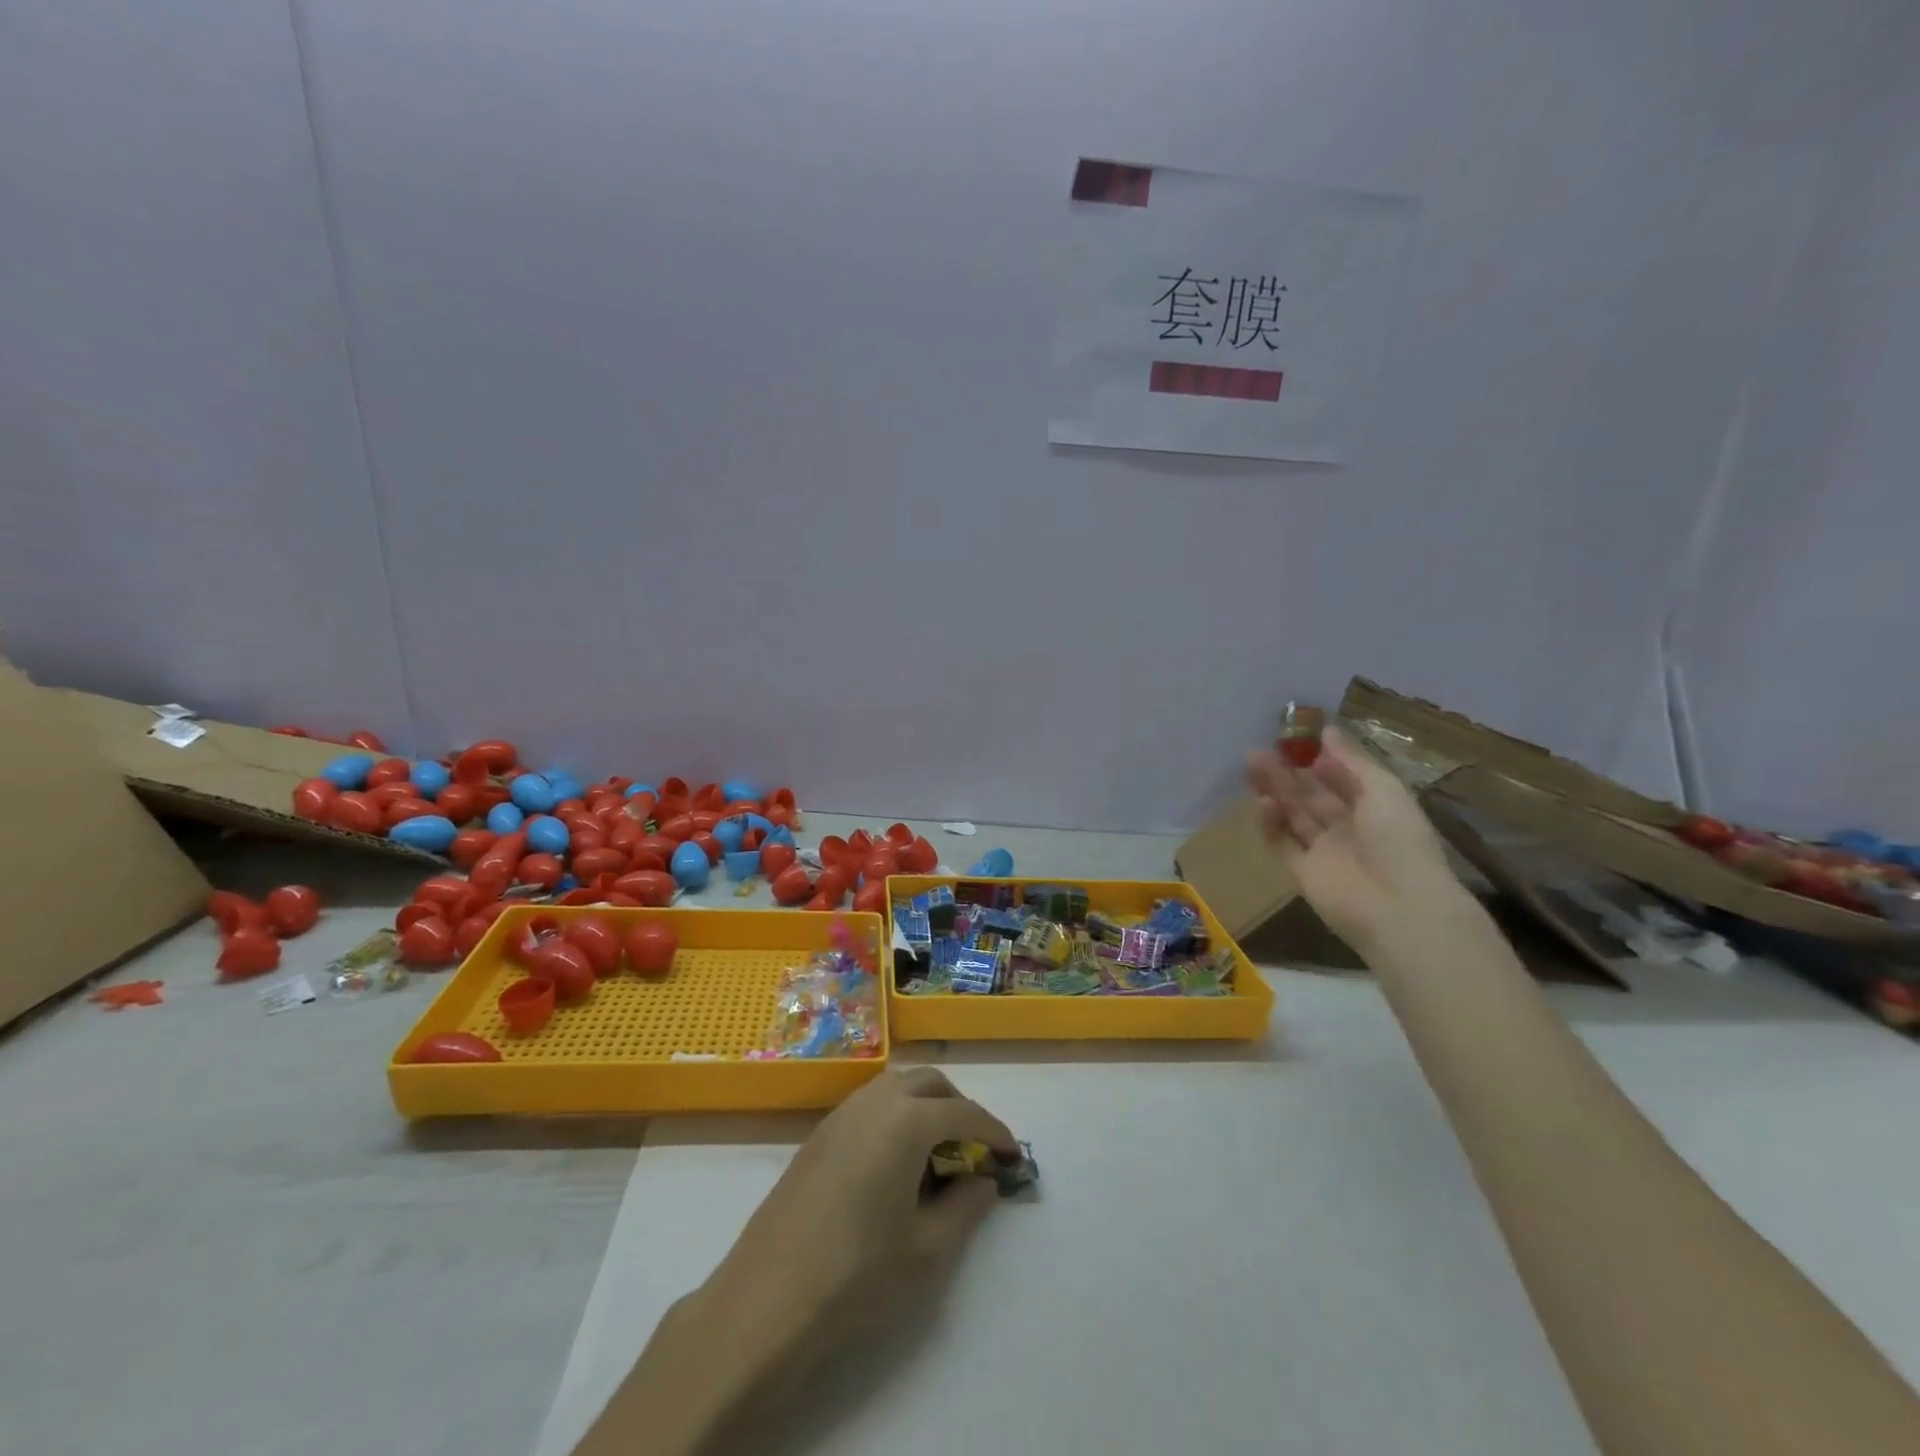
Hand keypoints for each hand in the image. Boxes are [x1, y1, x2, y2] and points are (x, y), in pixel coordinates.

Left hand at [702, 1068, 1016, 1376]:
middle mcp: (874, 1101)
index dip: (995, 1132)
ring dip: (925, 1106)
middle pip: (929, 1083)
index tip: (1013, 1156)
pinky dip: (894, 1116)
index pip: (964, 1113)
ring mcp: (841, 1114)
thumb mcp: (927, 1250)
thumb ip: (965, 1207)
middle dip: (958, 1108)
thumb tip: (983, 1180)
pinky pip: (869, 1105)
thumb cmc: (857, 1275)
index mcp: (907, 1120)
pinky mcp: (818, 1134)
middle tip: (973, 1150)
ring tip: (936, 1155)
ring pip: (896, 1087)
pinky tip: (894, 1163)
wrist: (767, 1300)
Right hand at [1246, 724, 1467, 950]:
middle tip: (1260, 749)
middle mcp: (1348, 827)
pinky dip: (1270, 824)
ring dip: (1274, 790)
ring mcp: (1324, 851)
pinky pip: (1281, 844)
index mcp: (1375, 807)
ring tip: (1251, 764)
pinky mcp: (1303, 872)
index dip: (1319, 758)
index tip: (1293, 735)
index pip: (1341, 777)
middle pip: (1311, 794)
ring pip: (1293, 815)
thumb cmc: (1398, 840)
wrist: (1397, 906)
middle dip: (1287, 771)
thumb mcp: (1383, 789)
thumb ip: (1352, 760)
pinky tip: (1262, 803)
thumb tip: (1326, 729)